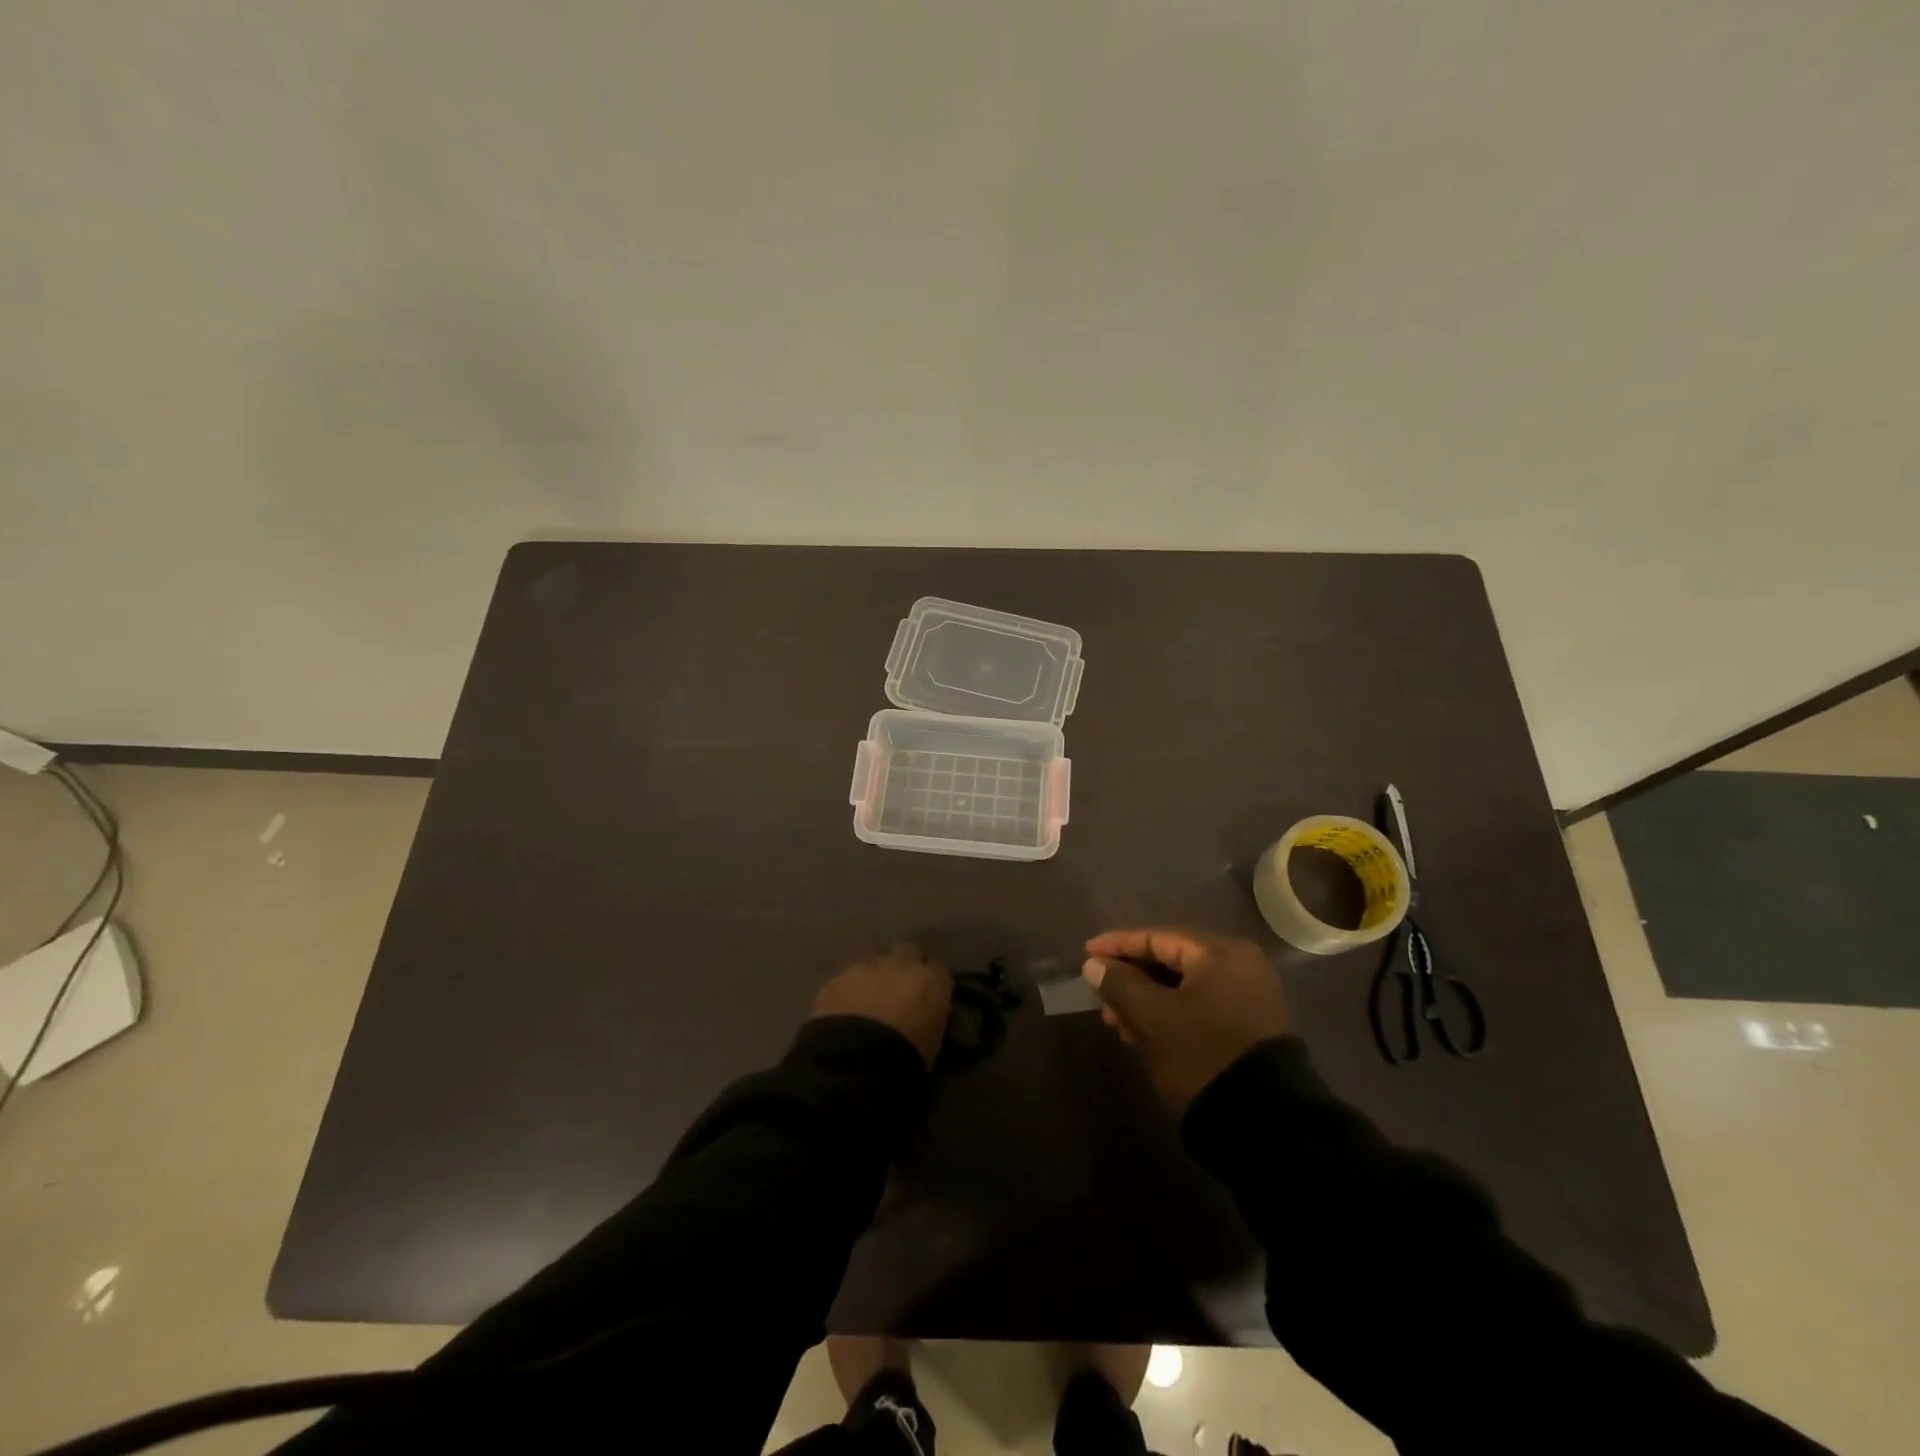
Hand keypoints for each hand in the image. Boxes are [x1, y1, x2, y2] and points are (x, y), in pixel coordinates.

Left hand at [812, 942, 953, 1066]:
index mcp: (931, 980)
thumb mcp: (933, 1041)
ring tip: (868, 999)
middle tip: (899, 989)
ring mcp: (864, 967)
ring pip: (873, 960)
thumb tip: (926, 1013)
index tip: (927, 997)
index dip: (931, 982)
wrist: (855, 1062)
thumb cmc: (906, 1059)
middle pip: (907, 951)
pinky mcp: (834, 979)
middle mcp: (900, 964)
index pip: (939, 970)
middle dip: (904, 965)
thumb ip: (932, 1017)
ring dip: (874, 974)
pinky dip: (847, 990)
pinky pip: (845, 979)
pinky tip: (843, 1010)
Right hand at [1083, 927, 1289, 1106]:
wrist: (1266, 1122)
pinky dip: (1171, 1011)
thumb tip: (1095, 965)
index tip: (1087, 953)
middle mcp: (1240, 963)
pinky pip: (1201, 1002)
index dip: (1118, 944)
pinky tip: (1145, 1030)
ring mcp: (1249, 993)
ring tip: (1116, 1020)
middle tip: (1100, 993)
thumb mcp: (1153, 1018)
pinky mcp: (1251, 1022)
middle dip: (1132, 976)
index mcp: (1219, 952)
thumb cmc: (1202, 1054)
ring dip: (1148, 997)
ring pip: (1185, 984)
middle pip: (1172, 959)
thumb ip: (1120, 985)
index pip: (1158, 937)